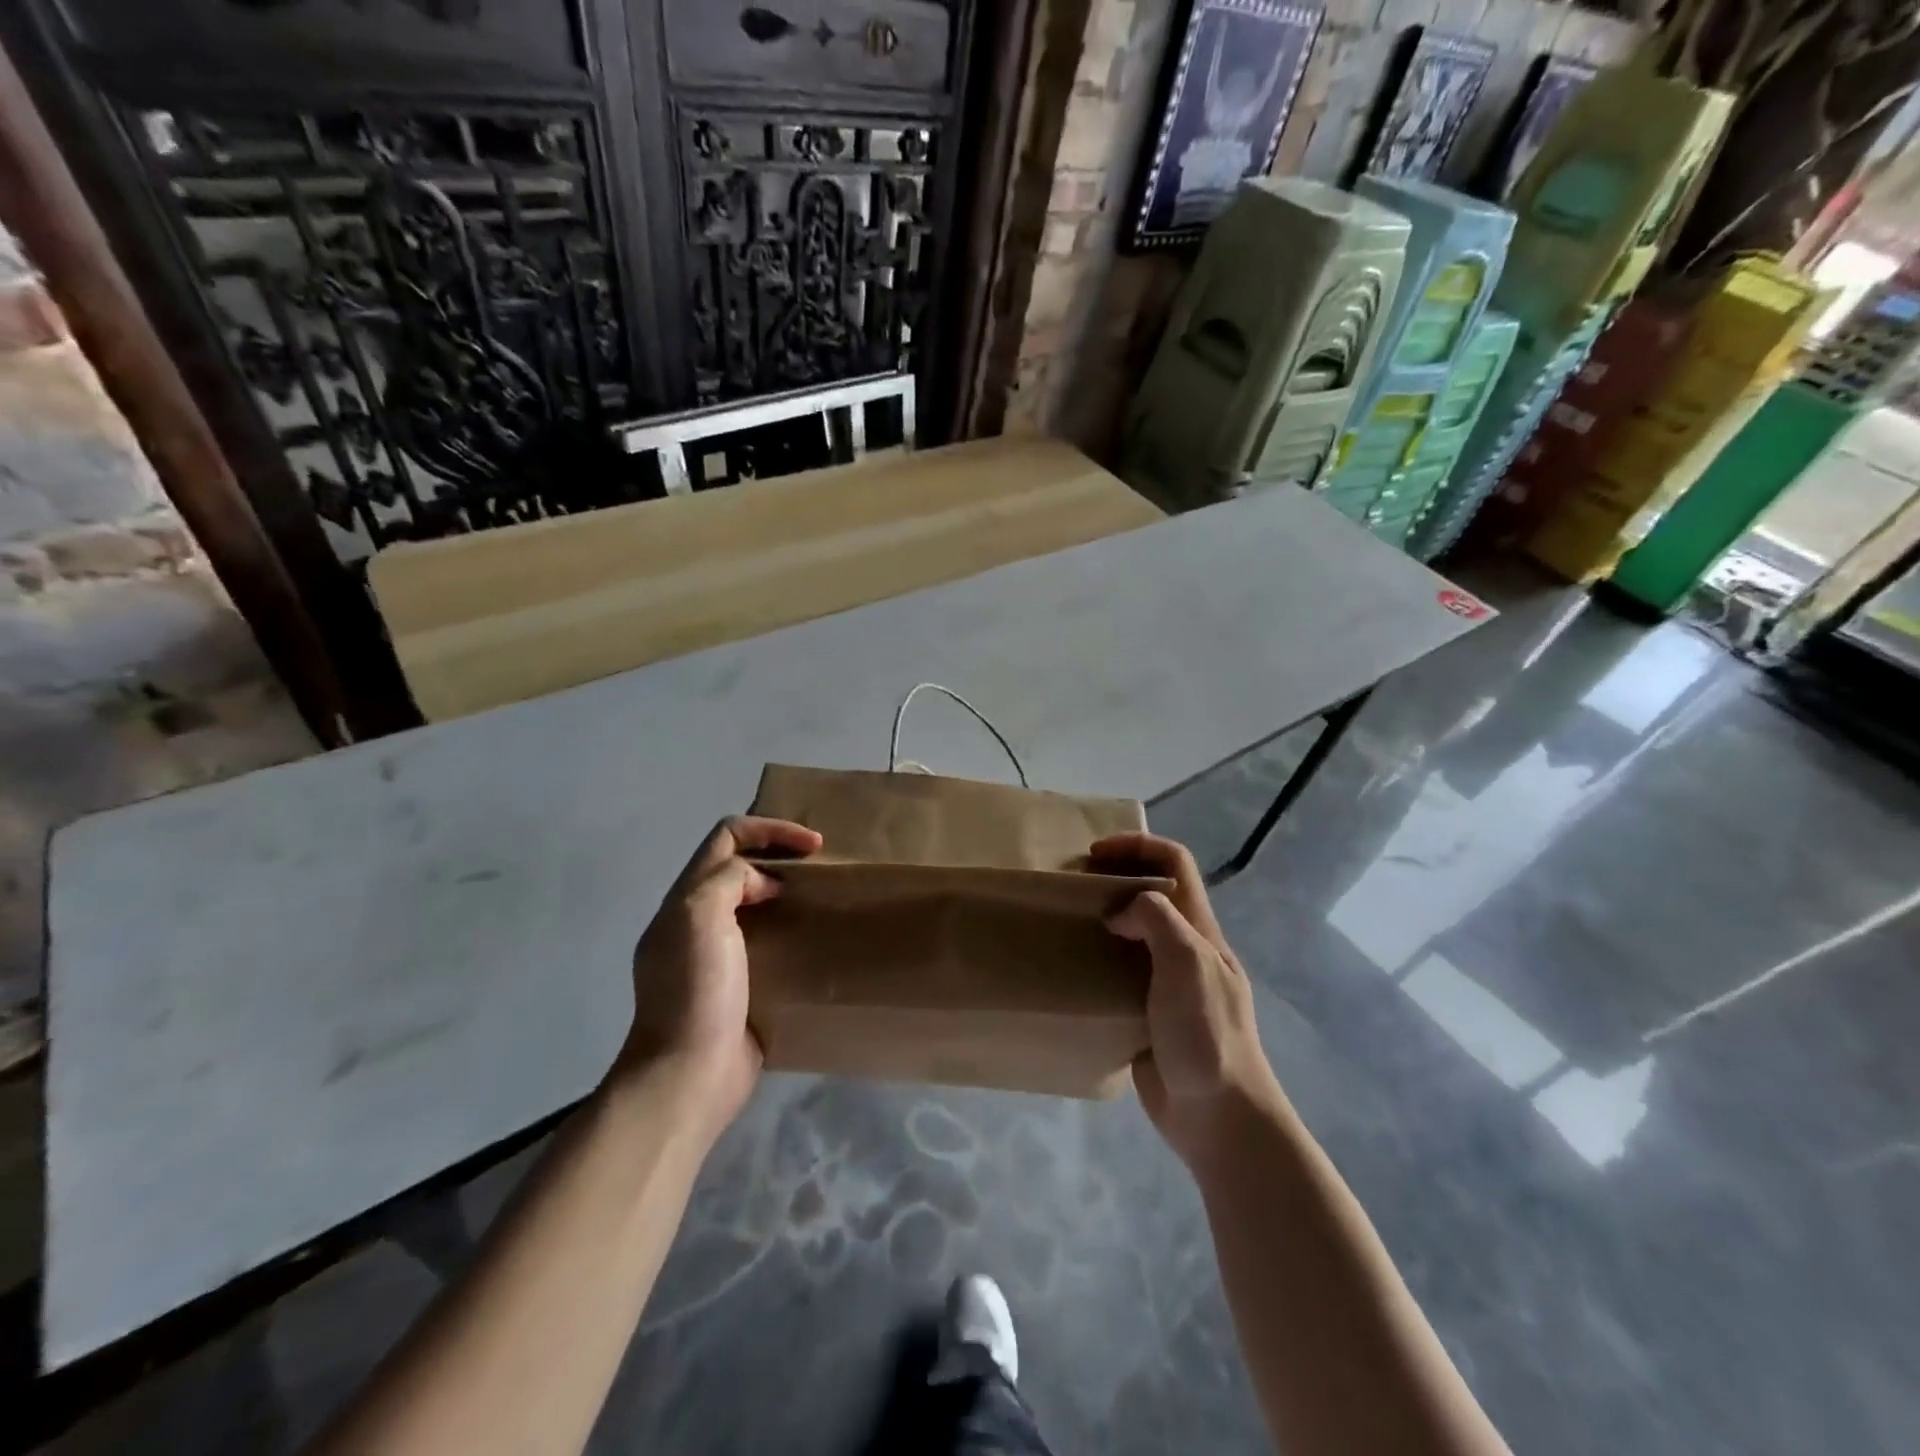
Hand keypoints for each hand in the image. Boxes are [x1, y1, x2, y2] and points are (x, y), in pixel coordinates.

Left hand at [615, 816, 822, 1141]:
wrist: (689, 1076)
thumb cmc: (696, 992)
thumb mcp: (700, 916)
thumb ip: (728, 880)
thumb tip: (762, 882)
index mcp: (685, 899)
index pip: (726, 838)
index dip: (770, 830)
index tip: (813, 846)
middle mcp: (698, 921)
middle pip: (740, 867)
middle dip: (780, 857)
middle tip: (822, 869)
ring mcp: (718, 956)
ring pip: (755, 904)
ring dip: (788, 894)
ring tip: (824, 899)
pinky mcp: (739, 987)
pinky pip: (767, 943)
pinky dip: (790, 931)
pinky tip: (815, 941)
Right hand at [1091, 832, 1280, 1166]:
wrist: (1218, 1118)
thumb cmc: (1207, 1034)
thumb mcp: (1188, 962)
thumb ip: (1155, 921)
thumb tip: (1117, 913)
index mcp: (1199, 929)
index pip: (1175, 863)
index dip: (1138, 845)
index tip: (1095, 854)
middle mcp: (1184, 948)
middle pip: (1151, 893)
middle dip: (1114, 878)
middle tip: (1073, 887)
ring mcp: (1166, 983)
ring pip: (1132, 933)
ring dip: (1102, 920)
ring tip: (1065, 924)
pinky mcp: (1147, 1014)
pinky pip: (1119, 974)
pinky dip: (1096, 962)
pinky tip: (1071, 971)